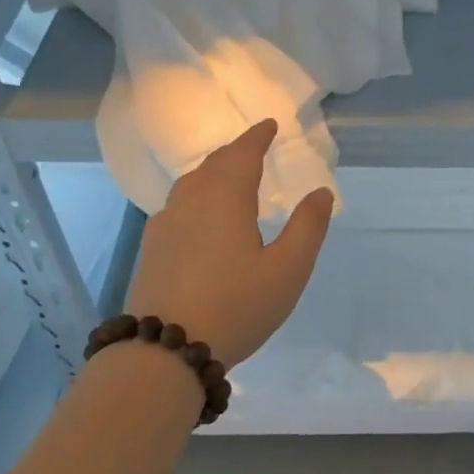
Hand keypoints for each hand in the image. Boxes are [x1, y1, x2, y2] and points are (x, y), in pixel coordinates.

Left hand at [126, 119, 333, 364]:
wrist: (166, 348)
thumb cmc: (236, 306)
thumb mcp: (287, 270)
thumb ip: (307, 227)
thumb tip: (321, 192)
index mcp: (224, 198)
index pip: (242, 154)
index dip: (257, 137)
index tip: (269, 125)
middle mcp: (190, 202)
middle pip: (213, 165)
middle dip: (235, 153)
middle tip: (253, 149)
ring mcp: (165, 225)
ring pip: (191, 185)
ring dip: (213, 173)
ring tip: (228, 178)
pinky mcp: (152, 249)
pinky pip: (178, 206)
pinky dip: (196, 197)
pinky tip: (201, 218)